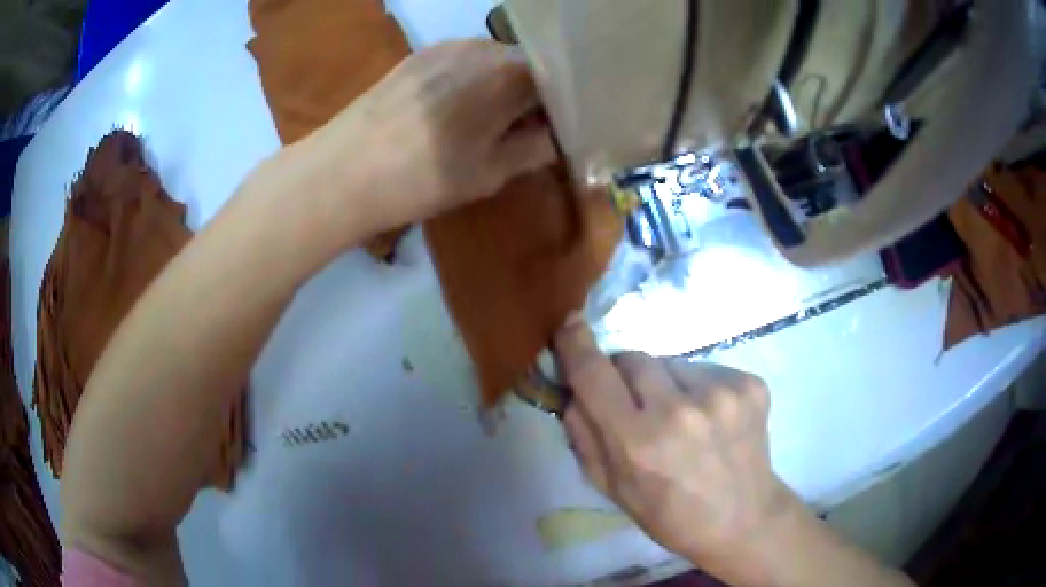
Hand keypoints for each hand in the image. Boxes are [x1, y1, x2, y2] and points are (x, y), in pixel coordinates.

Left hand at [305, 39, 555, 239]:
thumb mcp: (491, 172)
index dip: (562, 106)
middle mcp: (482, 46)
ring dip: (501, 88)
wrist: (343, 172)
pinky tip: (454, 111)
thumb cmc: (422, 177)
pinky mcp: (418, 55)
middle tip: (525, 131)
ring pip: (493, 62)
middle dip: (532, 95)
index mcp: (509, 73)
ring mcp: (446, 46)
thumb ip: (535, 148)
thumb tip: (556, 134)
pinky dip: (472, 82)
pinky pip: (462, 62)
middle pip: (525, 66)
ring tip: (487, 123)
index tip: (558, 130)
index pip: (557, 80)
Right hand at [554, 319, 799, 574]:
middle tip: (638, 407)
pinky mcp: (750, 384)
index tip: (569, 324)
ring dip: (666, 383)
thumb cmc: (669, 514)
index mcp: (639, 442)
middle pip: (634, 358)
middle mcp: (680, 410)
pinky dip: (699, 388)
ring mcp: (721, 393)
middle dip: (626, 376)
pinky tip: (710, 419)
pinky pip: (706, 369)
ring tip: (682, 418)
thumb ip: (583, 436)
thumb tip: (572, 388)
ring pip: (671, 362)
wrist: (743, 519)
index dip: (576, 345)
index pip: (594, 374)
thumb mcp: (612, 488)